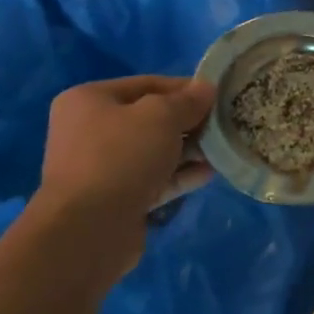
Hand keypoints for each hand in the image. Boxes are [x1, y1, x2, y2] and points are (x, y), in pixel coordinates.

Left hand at [35, 76, 214, 265]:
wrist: (89, 229)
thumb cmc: (121, 157)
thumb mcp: (160, 117)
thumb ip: (186, 101)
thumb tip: (206, 88)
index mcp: (90, 100)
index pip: (146, 85)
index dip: (184, 88)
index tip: (218, 95)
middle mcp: (90, 131)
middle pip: (149, 119)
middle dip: (188, 123)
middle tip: (224, 125)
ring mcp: (103, 168)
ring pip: (153, 152)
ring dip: (187, 151)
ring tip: (222, 149)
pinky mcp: (116, 199)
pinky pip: (153, 180)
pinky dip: (179, 175)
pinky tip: (208, 173)